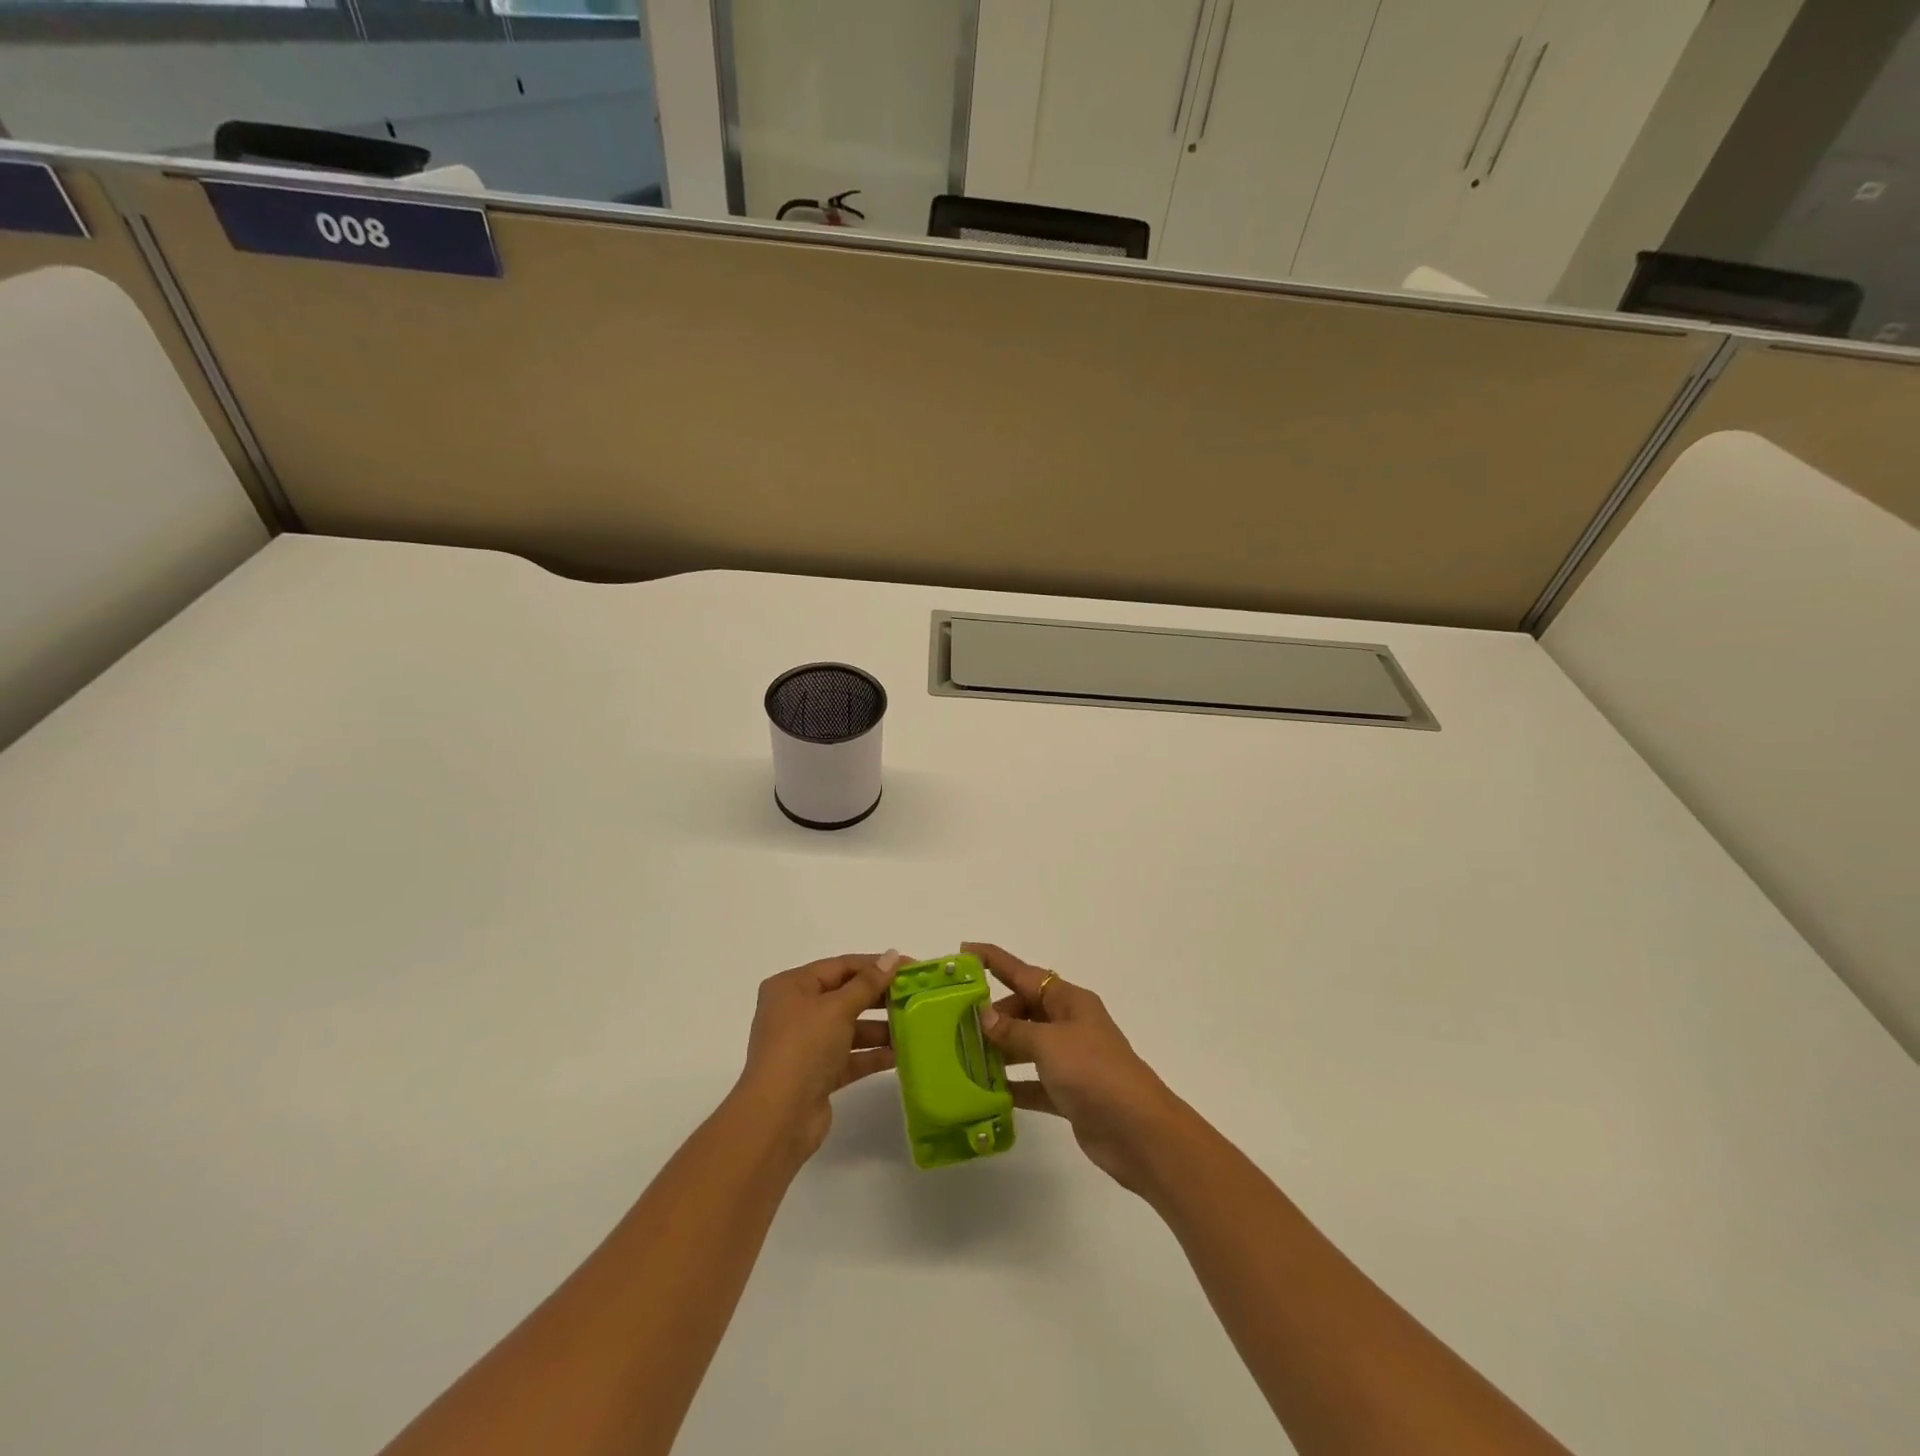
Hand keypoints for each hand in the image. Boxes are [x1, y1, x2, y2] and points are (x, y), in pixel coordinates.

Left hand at [735, 952, 901, 1161]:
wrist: (778, 1118)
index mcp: (791, 987)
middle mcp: (795, 1012)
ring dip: (879, 1028)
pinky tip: (900, 1054)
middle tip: (916, 996)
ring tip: (914, 1025)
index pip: (840, 966)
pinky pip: (850, 1056)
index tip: (910, 967)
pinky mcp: (817, 1074)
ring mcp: (805, 1045)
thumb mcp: (837, 1008)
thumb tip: (891, 956)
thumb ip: (867, 983)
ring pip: (849, 1028)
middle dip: (879, 997)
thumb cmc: (803, 1048)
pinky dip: (872, 1054)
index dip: (875, 965)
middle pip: (845, 996)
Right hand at [966, 942, 1190, 1193]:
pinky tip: (987, 1092)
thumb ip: (1014, 1030)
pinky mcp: (1069, 1092)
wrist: (1137, 1130)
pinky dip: (1012, 1085)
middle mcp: (1069, 1024)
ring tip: (963, 1056)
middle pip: (1024, 1008)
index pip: (1024, 973)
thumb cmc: (1094, 1072)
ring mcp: (1070, 1059)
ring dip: (999, 1050)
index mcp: (1069, 1001)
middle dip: (993, 1013)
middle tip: (956, 1022)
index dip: (994, 960)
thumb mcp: (1049, 1043)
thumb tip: (984, 1015)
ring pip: (1026, 1045)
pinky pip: (1032, 1081)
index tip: (964, 951)